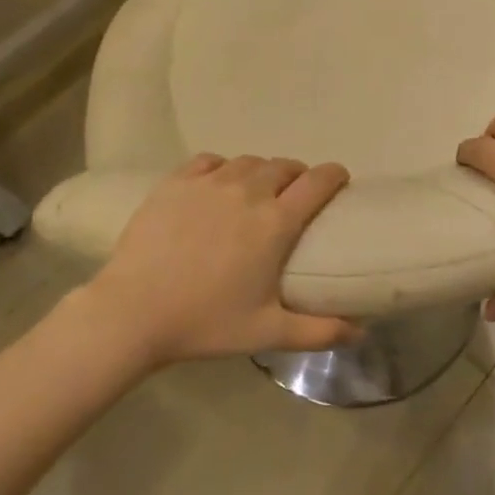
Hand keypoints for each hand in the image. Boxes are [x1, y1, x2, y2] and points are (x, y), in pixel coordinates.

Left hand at [88, 154, 361, 363]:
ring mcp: (210, 182)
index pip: (318, 181)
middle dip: (298, 176)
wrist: (133, 311)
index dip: (334, 175)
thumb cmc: (205, 322)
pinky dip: (223, 167)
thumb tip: (361, 333)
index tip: (339, 181)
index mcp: (276, 222)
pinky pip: (210, 161)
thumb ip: (319, 331)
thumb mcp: (267, 332)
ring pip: (249, 161)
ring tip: (257, 191)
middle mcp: (248, 191)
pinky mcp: (177, 182)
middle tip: (294, 197)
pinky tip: (218, 185)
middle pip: (285, 166)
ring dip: (262, 171)